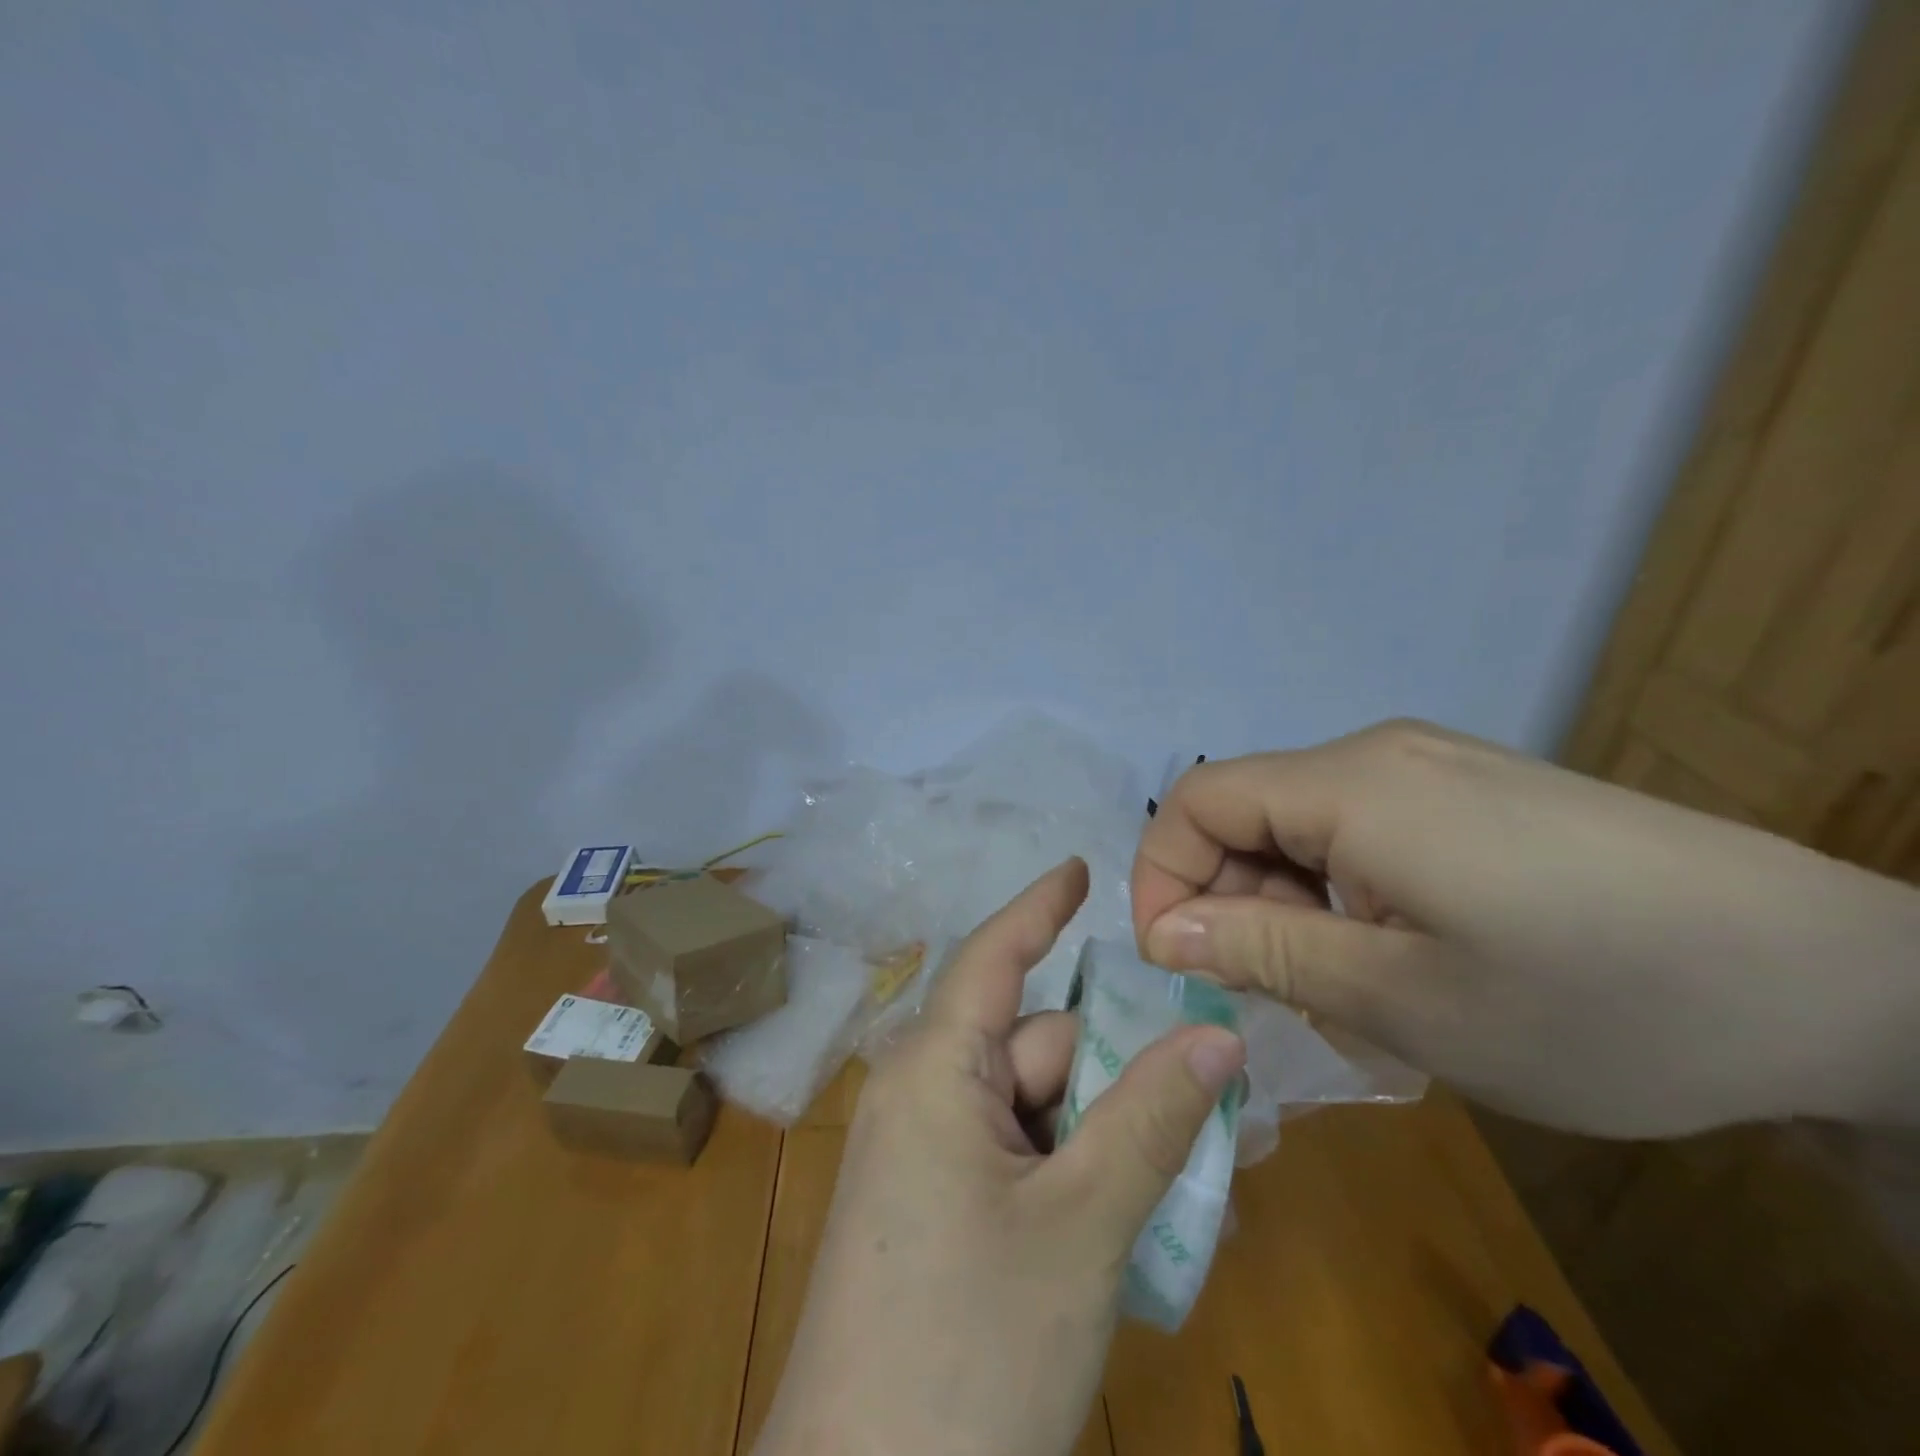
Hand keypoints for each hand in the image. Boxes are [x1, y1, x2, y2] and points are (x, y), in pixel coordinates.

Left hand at [757, 859, 1245, 1455]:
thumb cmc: (969, 1347)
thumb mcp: (1080, 1226)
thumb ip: (1150, 1120)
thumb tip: (1216, 1035)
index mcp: (934, 1068)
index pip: (993, 955)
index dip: (1039, 906)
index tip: (1082, 868)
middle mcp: (923, 1094)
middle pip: (1039, 1048)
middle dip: (1119, 1070)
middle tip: (1216, 1099)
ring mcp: (925, 1154)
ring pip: (1038, 1110)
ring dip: (1108, 1134)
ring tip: (1190, 1183)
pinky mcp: (935, 1209)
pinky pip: (1018, 1160)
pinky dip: (1075, 1175)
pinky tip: (1130, 1225)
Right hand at [1133, 721, 1919, 1137]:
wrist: (1844, 985)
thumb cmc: (1597, 1000)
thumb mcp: (1403, 998)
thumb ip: (1265, 952)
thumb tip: (1165, 931)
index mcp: (1349, 785)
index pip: (1197, 801)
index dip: (1162, 875)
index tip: (1176, 960)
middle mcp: (1378, 755)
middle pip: (1249, 812)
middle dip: (1231, 901)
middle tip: (1268, 996)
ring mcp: (1431, 768)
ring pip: (1304, 826)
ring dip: (1290, 906)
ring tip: (1342, 992)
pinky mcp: (1473, 794)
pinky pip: (1362, 831)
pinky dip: (1342, 893)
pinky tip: (1395, 956)